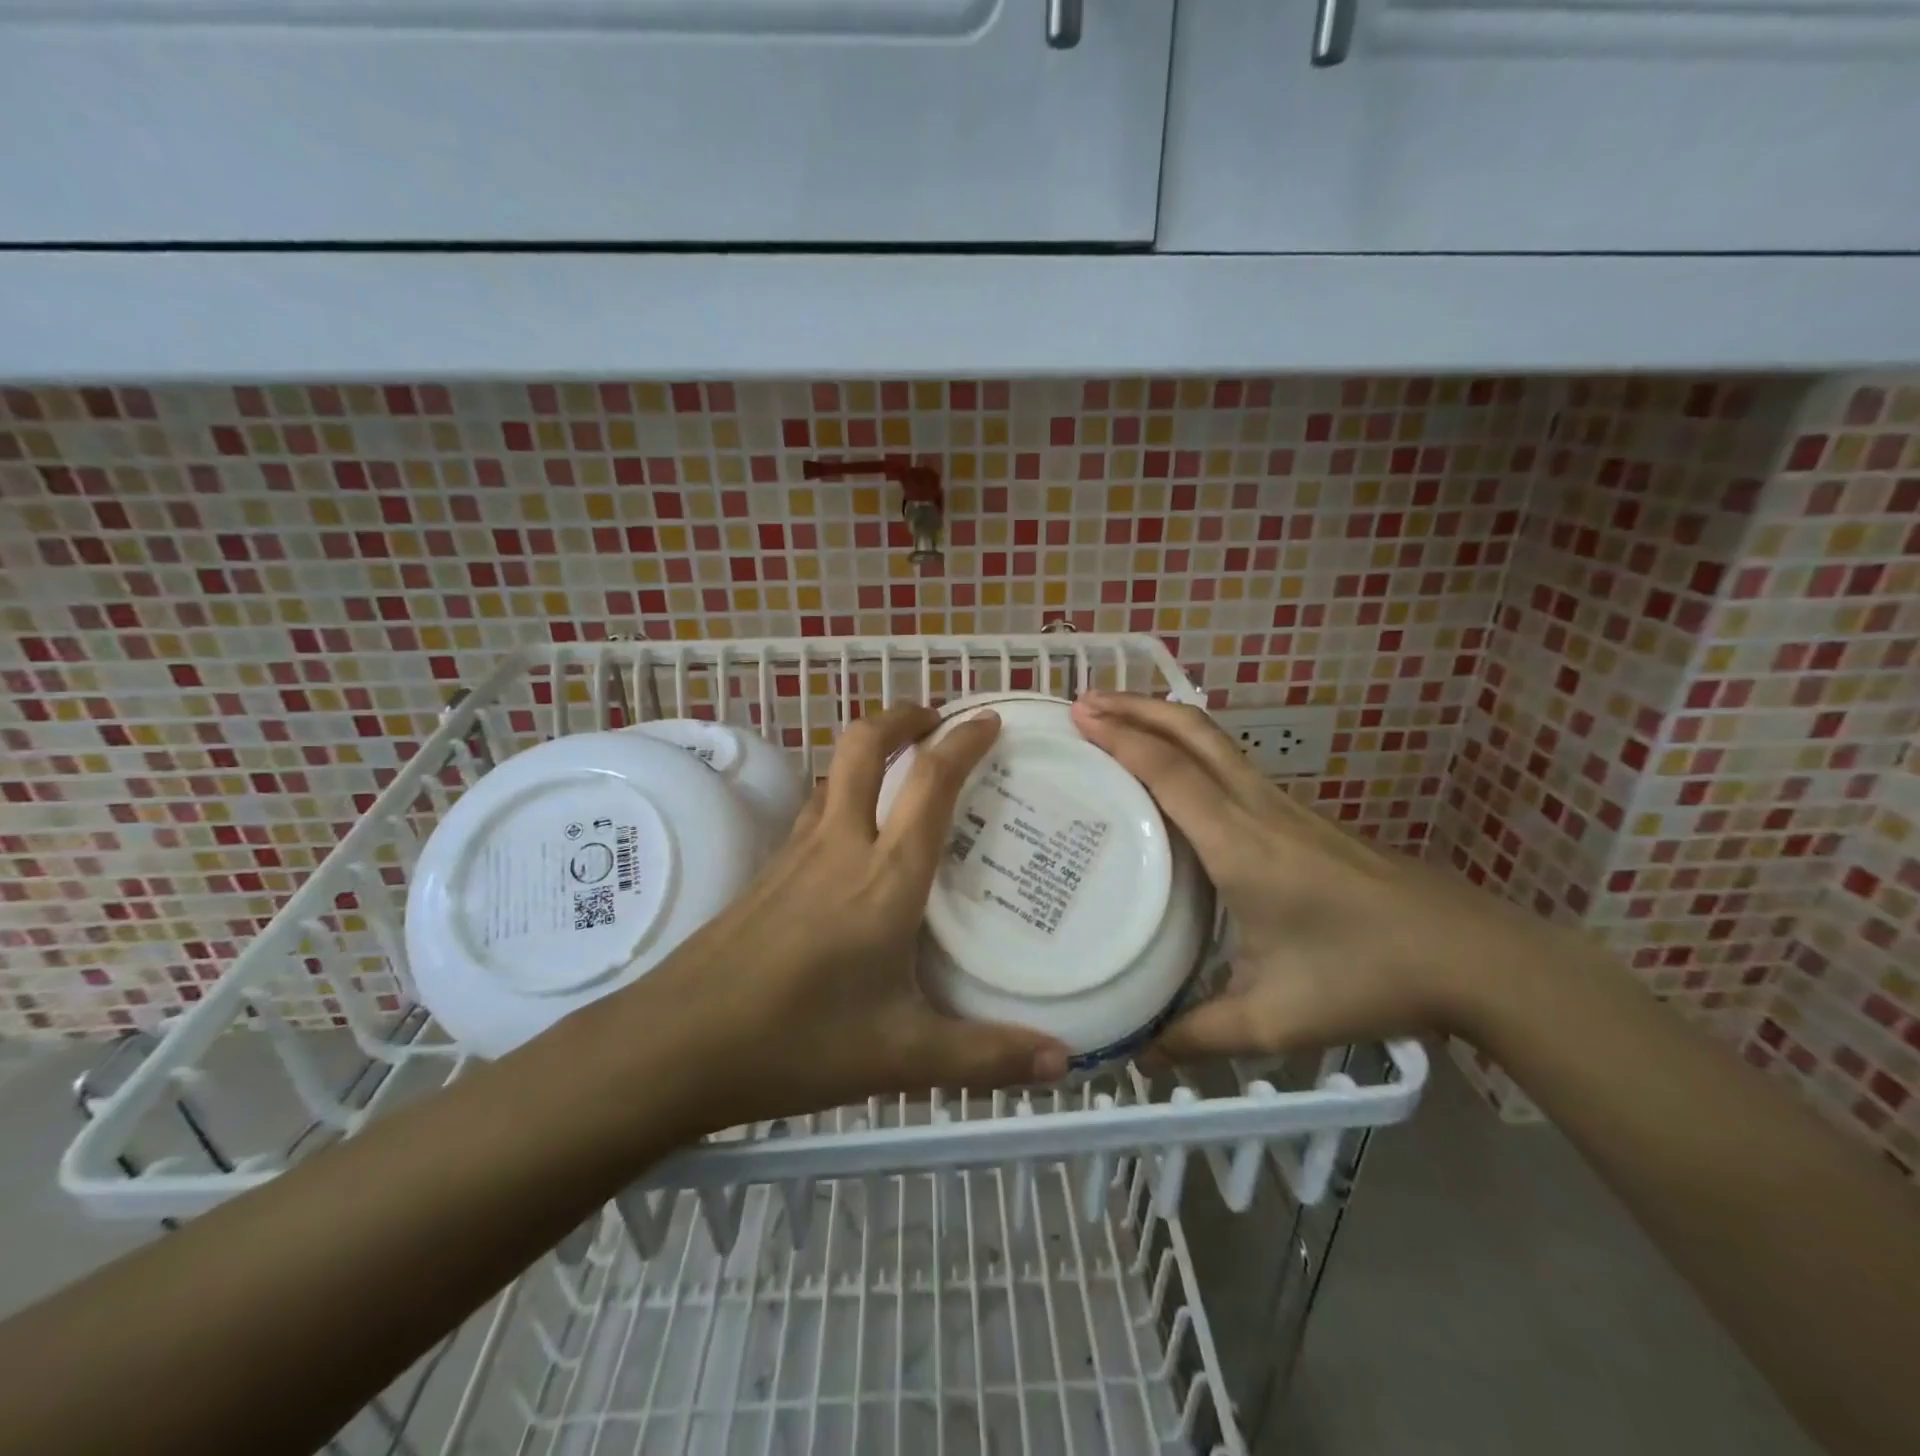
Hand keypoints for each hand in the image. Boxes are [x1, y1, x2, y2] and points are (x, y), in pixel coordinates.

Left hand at [615, 704, 1069, 1131]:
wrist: (676, 1046)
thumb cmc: (796, 1043)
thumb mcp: (901, 1057)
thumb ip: (985, 1057)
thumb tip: (1062, 1063)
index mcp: (885, 877)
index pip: (930, 783)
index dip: (963, 742)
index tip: (989, 721)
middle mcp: (840, 845)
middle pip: (865, 745)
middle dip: (904, 717)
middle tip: (938, 721)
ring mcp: (796, 853)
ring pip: (833, 770)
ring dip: (871, 749)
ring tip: (904, 768)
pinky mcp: (767, 870)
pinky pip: (814, 808)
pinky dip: (844, 790)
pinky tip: (855, 834)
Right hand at [1070, 691, 1558, 1058]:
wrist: (1470, 955)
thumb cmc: (1368, 977)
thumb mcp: (1274, 1018)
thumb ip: (1199, 1034)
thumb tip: (1139, 1052)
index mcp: (1241, 845)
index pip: (1171, 773)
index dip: (1122, 738)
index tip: (1078, 715)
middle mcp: (1258, 809)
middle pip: (1193, 732)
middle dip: (1136, 706)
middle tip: (1085, 702)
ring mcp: (1283, 806)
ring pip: (1213, 741)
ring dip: (1161, 720)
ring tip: (1116, 721)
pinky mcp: (1298, 816)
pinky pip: (1229, 764)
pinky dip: (1187, 747)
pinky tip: (1172, 774)